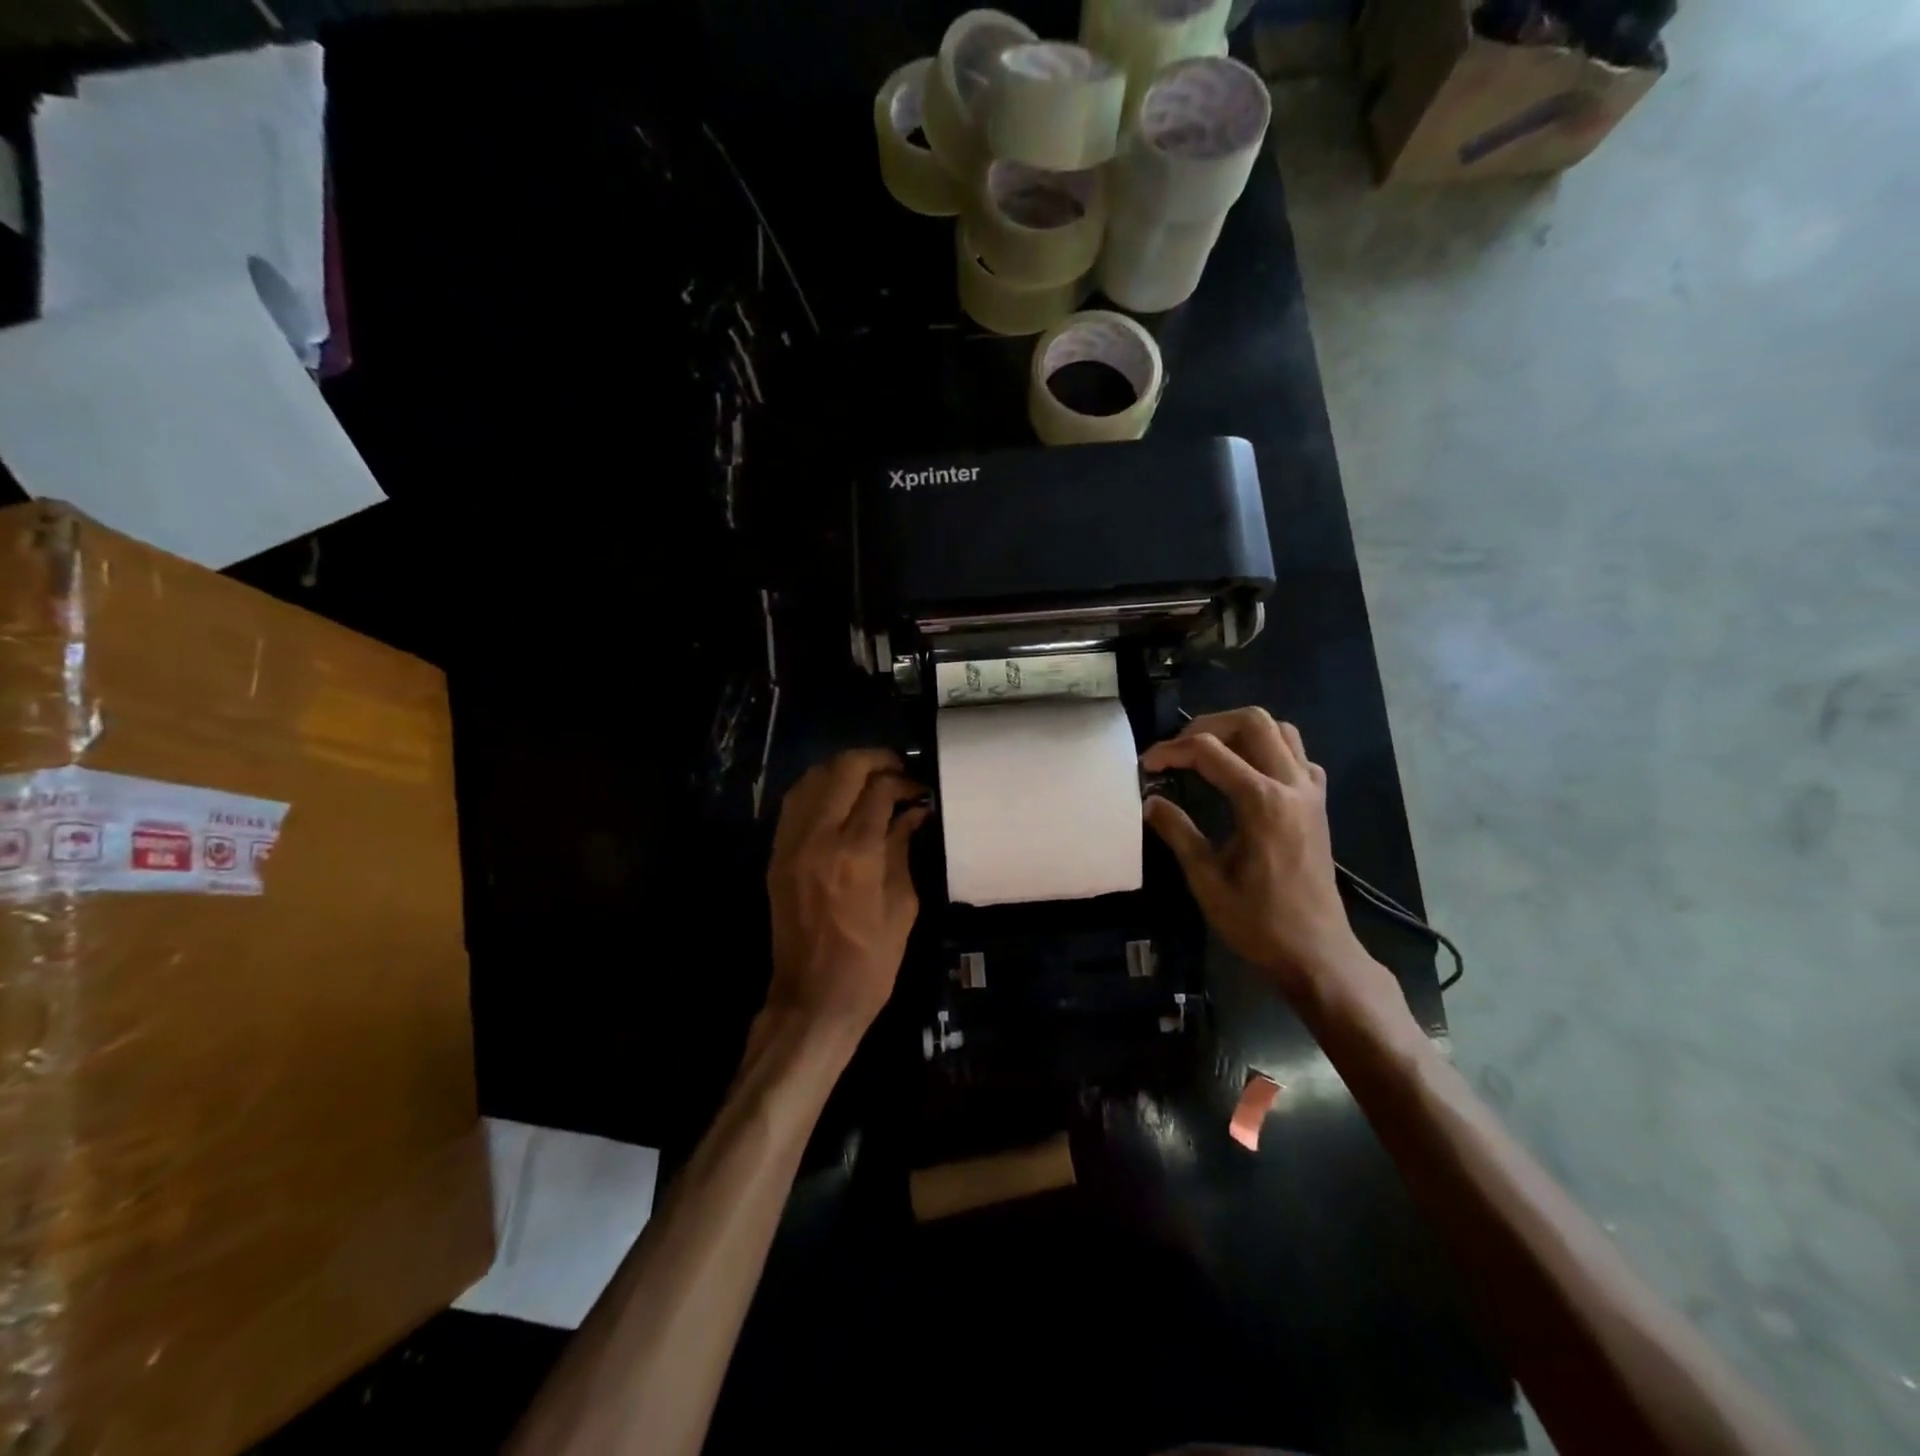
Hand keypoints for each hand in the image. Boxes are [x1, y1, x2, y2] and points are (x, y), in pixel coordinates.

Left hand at [766, 749, 929, 1035]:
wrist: (813, 998)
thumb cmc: (870, 961)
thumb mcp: (902, 905)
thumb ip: (903, 848)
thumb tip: (914, 811)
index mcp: (855, 854)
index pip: (878, 791)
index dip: (903, 782)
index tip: (919, 789)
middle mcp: (818, 838)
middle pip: (842, 770)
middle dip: (874, 760)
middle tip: (897, 769)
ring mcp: (791, 844)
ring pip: (812, 779)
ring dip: (843, 769)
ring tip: (869, 778)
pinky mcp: (777, 854)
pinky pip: (795, 803)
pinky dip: (819, 788)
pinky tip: (840, 797)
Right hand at [1141, 709, 1362, 996]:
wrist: (1316, 952)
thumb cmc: (1258, 922)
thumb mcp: (1206, 879)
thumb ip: (1178, 832)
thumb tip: (1150, 801)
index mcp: (1262, 803)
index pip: (1209, 752)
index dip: (1171, 751)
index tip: (1146, 765)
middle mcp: (1292, 785)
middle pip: (1253, 721)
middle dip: (1208, 725)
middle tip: (1179, 749)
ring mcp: (1311, 792)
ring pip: (1280, 730)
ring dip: (1241, 732)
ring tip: (1209, 752)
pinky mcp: (1318, 804)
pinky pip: (1298, 755)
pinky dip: (1269, 750)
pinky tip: (1247, 772)